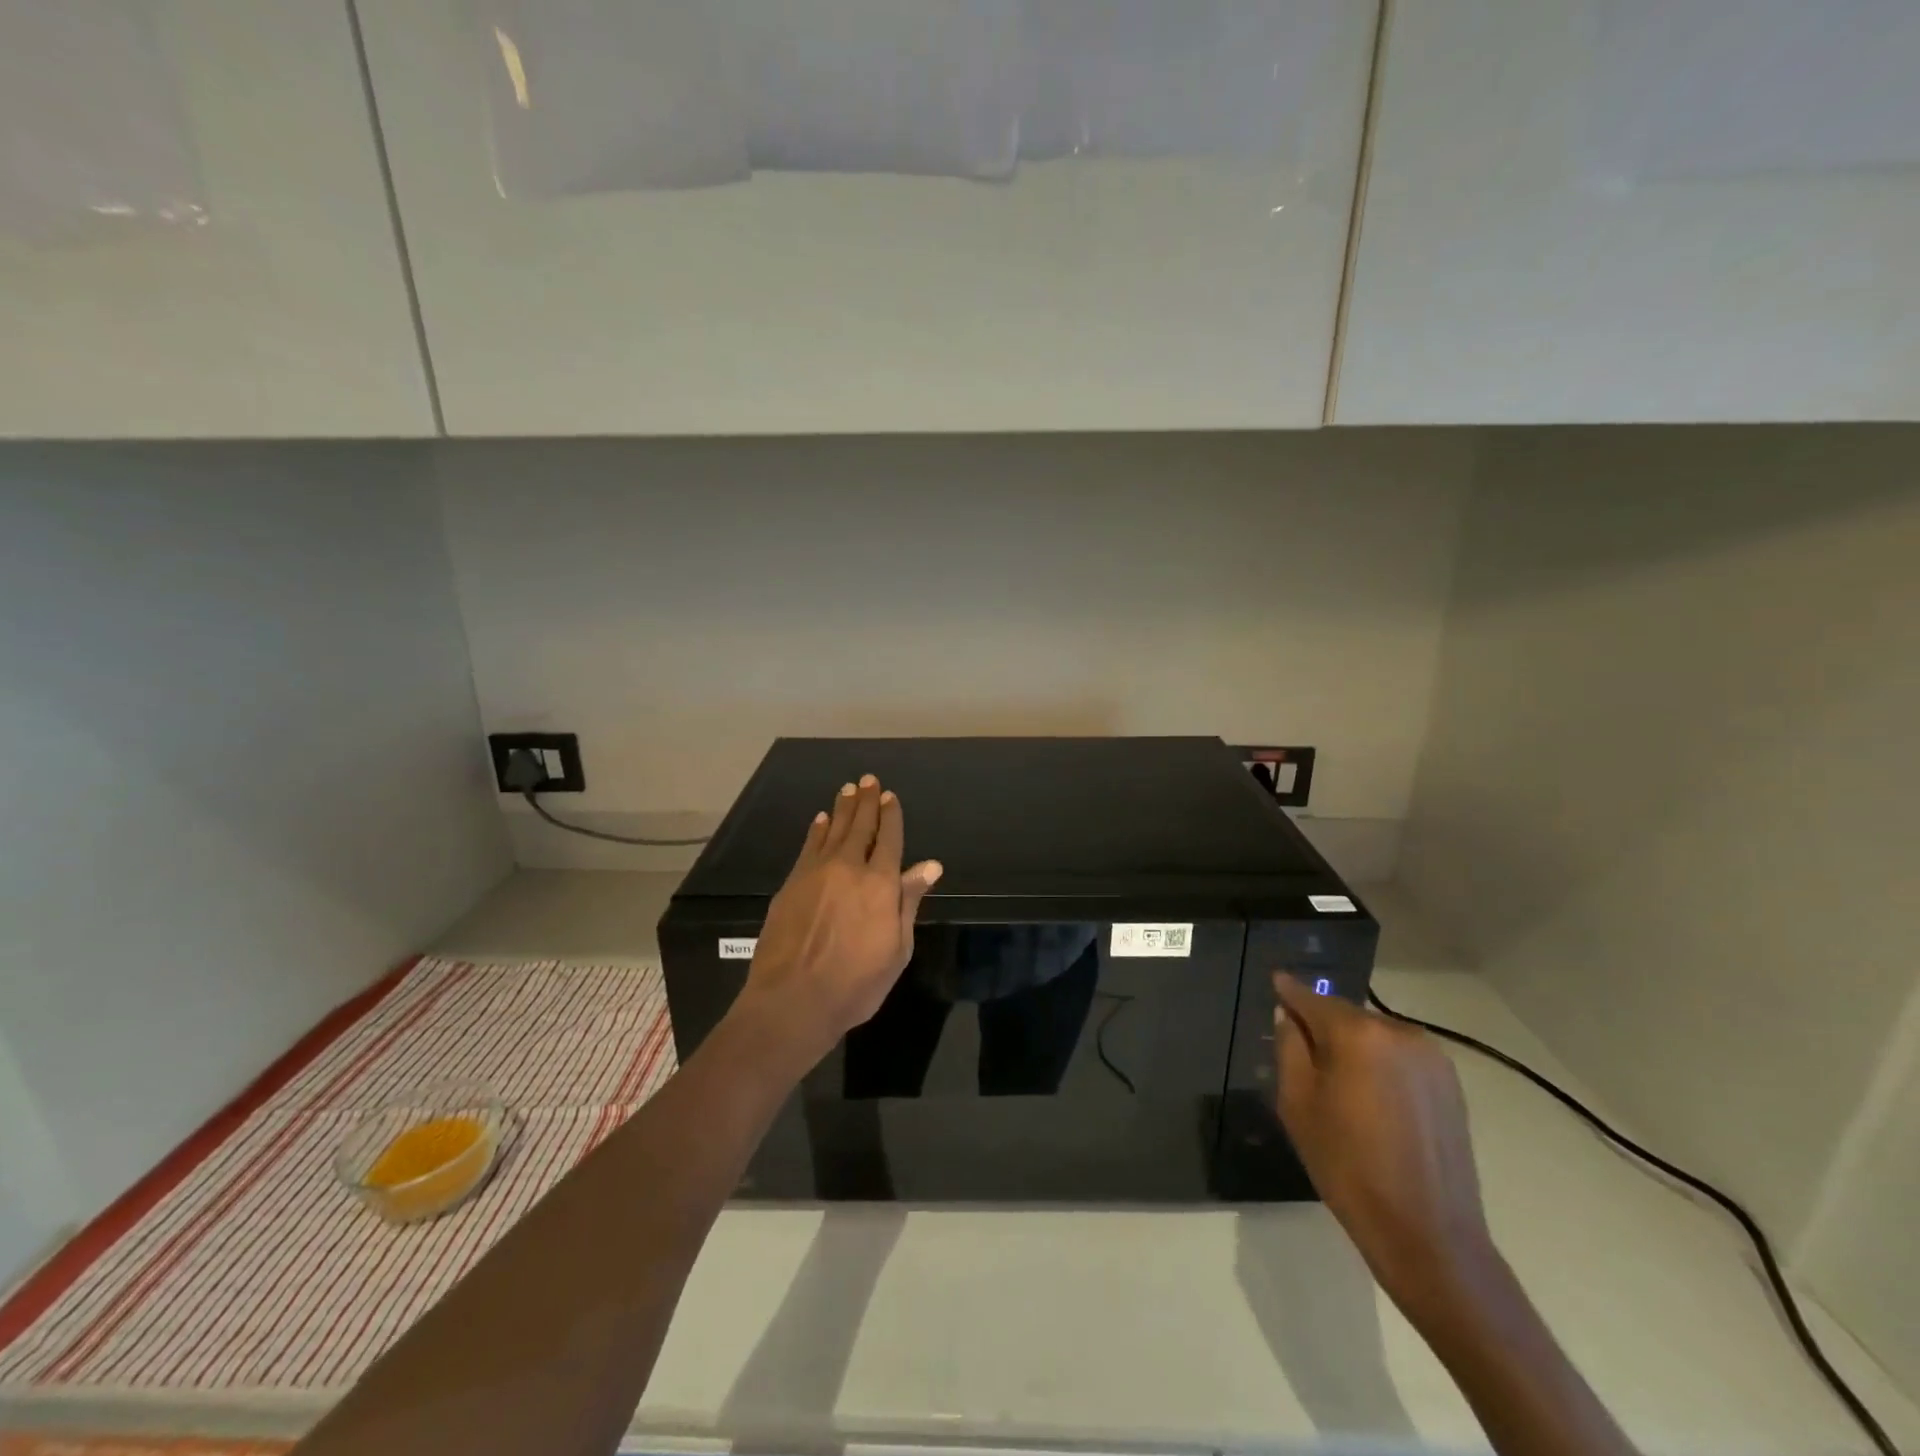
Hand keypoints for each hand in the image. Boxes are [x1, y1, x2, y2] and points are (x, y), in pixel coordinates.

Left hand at [735, 775, 942, 1068]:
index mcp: (881, 884)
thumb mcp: (897, 949)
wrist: (792, 1000)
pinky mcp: (792, 883)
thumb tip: (929, 865)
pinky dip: (817, 830)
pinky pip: (809, 846)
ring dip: (843, 808)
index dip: (891, 816)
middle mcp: (849, 868)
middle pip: (860, 827)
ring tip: (848, 789)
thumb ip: (909, 901)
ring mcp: (816, 873)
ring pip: (833, 830)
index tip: (890, 796)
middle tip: (868, 780)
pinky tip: (821, 819)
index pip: (889, 839)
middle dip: (867, 802)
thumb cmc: (856, 983)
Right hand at [1273, 974, 1493, 1305]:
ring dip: (1353, 1045)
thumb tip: (1290, 1017)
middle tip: (1299, 1048)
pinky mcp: (1451, 1084)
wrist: (1428, 1234)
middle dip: (1321, 1025)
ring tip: (1337, 1079)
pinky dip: (1380, 1064)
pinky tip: (1371, 1097)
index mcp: (1357, 1033)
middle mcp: (1398, 1032)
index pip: (1312, 998)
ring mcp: (1431, 1057)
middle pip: (1345, 1015)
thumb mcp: (1297, 1104)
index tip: (1276, 982)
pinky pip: (1400, 1057)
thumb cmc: (1348, 1166)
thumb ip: (1289, 1048)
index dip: (1290, 991)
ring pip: (1375, 1035)